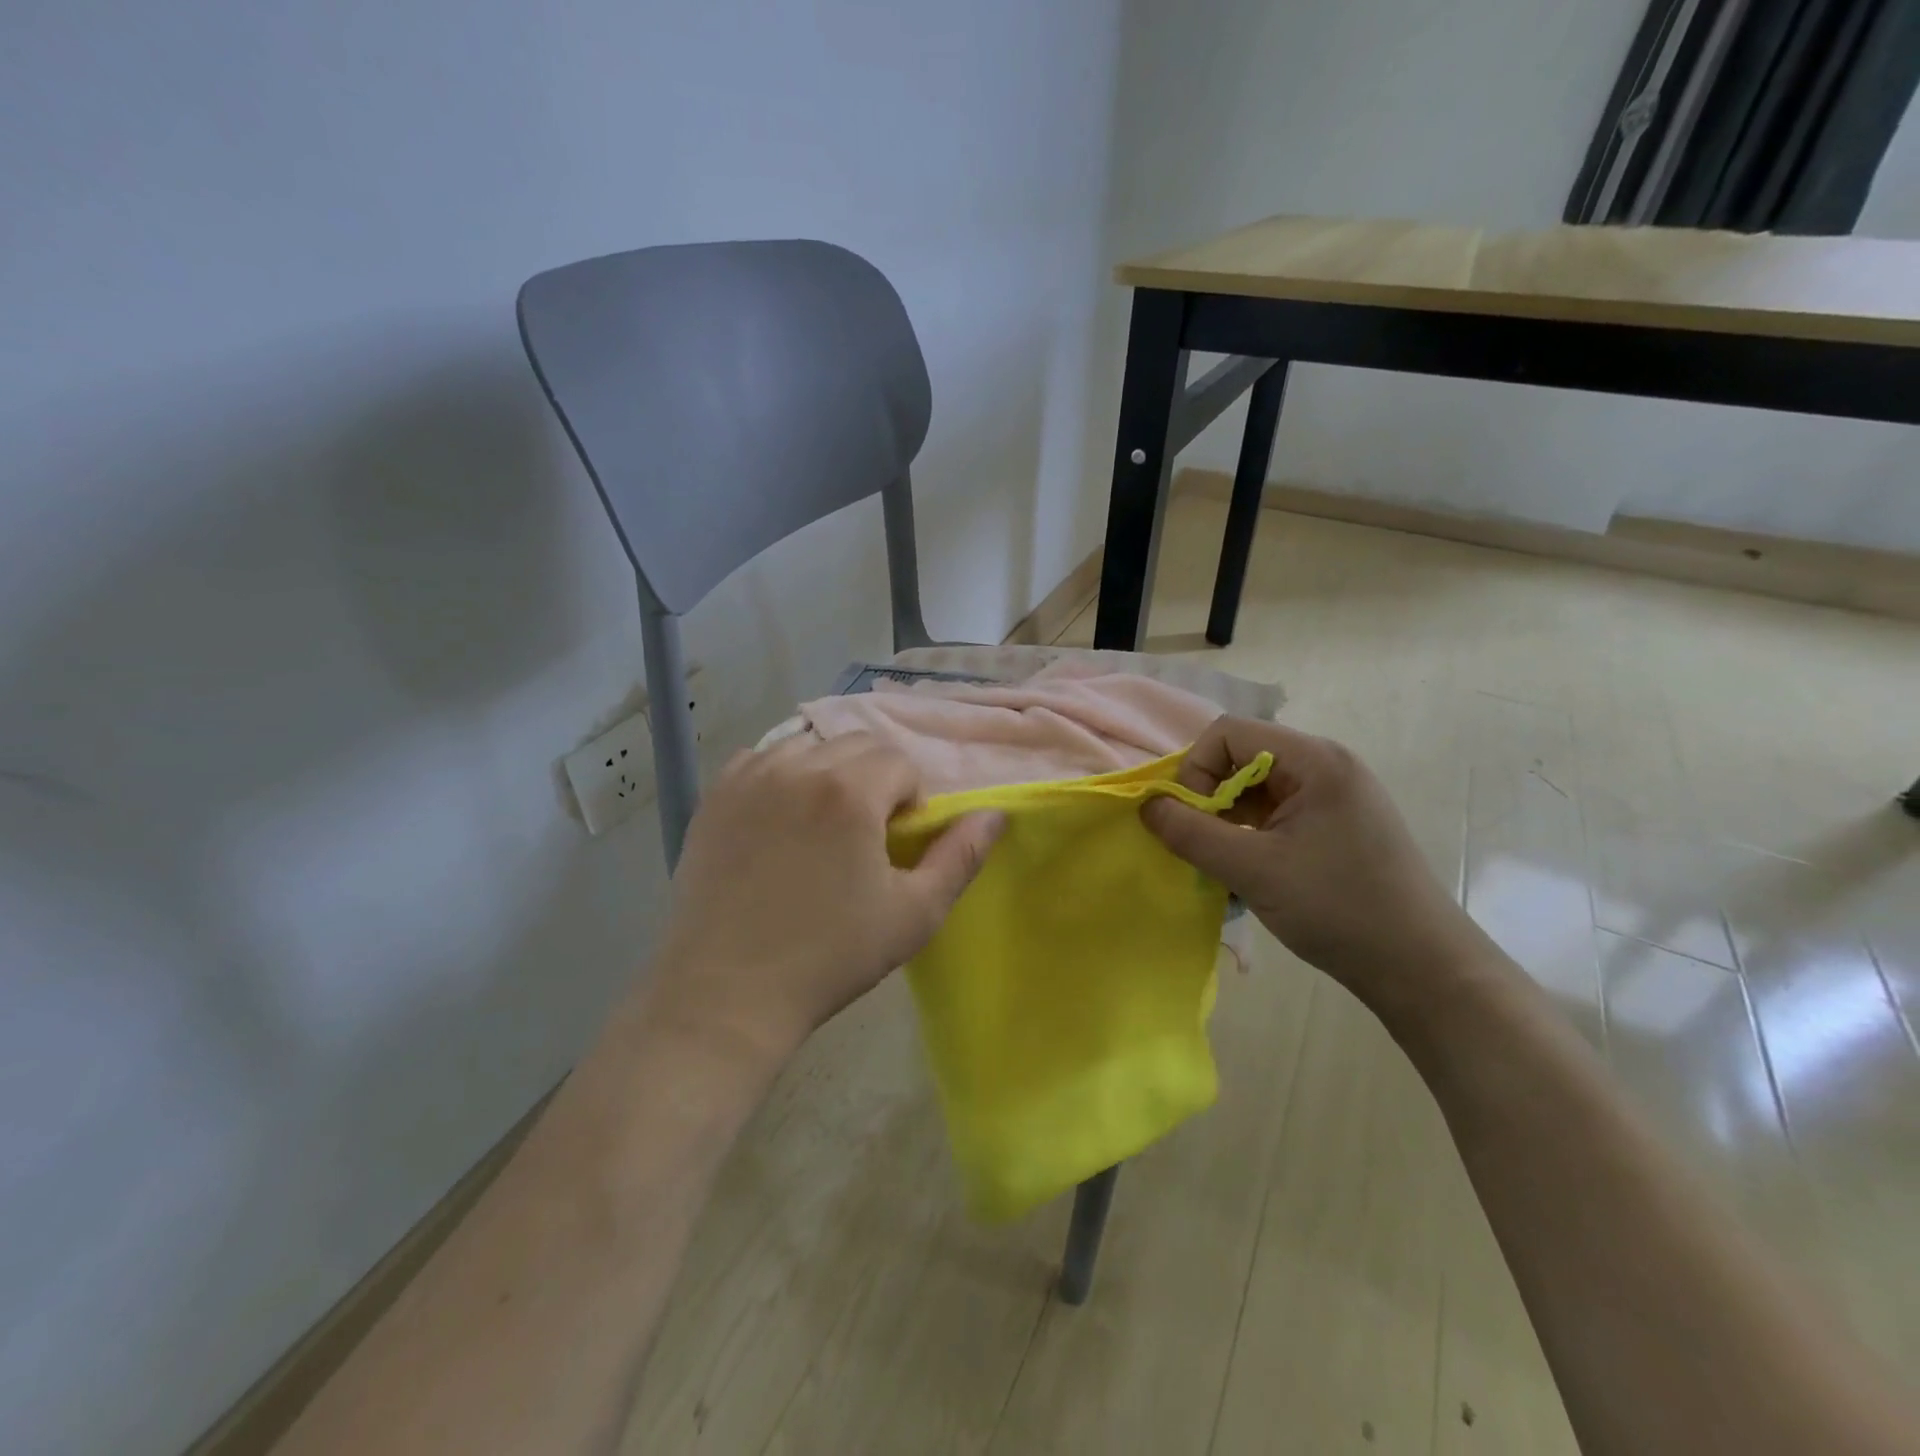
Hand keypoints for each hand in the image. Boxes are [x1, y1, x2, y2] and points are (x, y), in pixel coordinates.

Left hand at [649, 733, 1001, 1065]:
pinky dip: (780, 775)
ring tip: (821, 825)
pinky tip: (778, 820)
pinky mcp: (714, 797)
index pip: (900, 763)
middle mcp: (797, 767)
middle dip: (875, 780)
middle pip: (857, 745)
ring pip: (808, 746)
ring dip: (829, 772)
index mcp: (849, 791)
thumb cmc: (830, 957)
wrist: (727, 995)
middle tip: (864, 837)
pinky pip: (760, 760)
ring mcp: (748, 778)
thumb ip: (961, 856)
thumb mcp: (914, 913)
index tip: (894, 845)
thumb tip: (994, 814)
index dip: (909, 801)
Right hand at [1142, 716, 1489, 1017]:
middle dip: (1210, 796)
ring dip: (1229, 819)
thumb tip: (1147, 806)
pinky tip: (1250, 871)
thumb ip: (1191, 833)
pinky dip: (1251, 834)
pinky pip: (1278, 811)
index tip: (1190, 819)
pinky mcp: (1339, 823)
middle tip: (1202, 844)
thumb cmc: (1337, 908)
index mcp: (1315, 760)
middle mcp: (1327, 765)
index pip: (1228, 733)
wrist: (1422, 968)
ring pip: (1257, 787)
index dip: (1195, 769)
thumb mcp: (1252, 869)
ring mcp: (1336, 795)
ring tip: (1224, 863)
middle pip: (1243, 756)